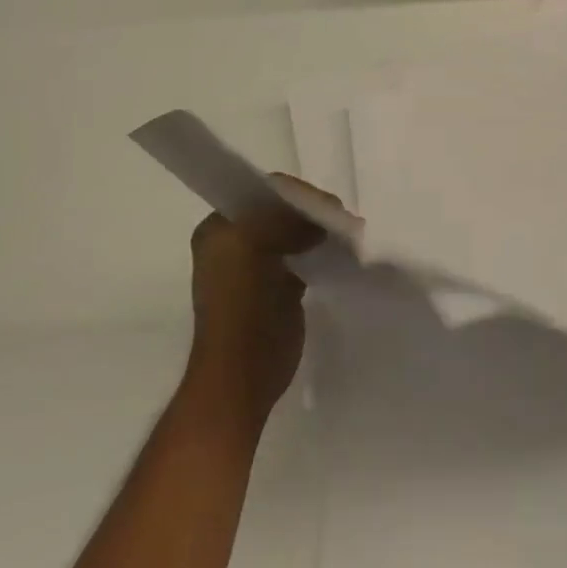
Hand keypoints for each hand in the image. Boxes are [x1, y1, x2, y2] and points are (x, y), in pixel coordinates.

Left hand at [179, 181, 328, 441]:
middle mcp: (235, 243)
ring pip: (294, 235)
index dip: (294, 193)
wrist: (243, 374)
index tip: (325, 202)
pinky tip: (344, 253)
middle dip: (310, 213)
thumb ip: (284, 220)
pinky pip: (304, 258)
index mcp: (218, 230)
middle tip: (341, 217)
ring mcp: (257, 267)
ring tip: (348, 233)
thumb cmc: (242, 306)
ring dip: (319, 232)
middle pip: (280, 213)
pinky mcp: (279, 289)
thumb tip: (319, 221)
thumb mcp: (254, 244)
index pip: (261, 193)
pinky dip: (322, 252)